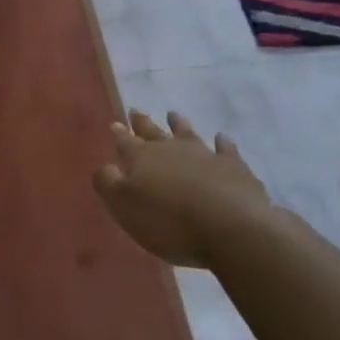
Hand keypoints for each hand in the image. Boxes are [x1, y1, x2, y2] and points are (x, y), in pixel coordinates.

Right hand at [92, 110, 274, 268]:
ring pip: (187, 134)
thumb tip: (105, 166)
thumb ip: (108, 183)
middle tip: (135, 111)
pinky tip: (222, 138)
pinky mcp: (234, 167)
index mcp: (141, 158)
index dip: (119, 134)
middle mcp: (171, 149)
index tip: (115, 124)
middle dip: (143, 123)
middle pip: (153, 132)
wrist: (230, 228)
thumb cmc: (168, 222)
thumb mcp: (123, 207)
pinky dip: (223, 143)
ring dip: (179, 125)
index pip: (125, 142)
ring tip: (173, 115)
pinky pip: (226, 150)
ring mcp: (204, 155)